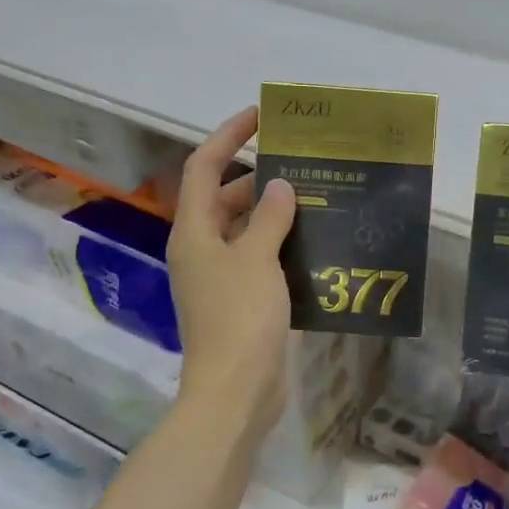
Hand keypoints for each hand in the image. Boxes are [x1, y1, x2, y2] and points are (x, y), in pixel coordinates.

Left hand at [165, 107, 296, 442]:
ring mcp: (220, 277)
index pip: (204, 168)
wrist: (236, 391)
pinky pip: (259, 258)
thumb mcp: (256, 260)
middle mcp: (201, 249)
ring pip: (244, 229)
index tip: (261, 116)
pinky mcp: (240, 300)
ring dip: (272, 212)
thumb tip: (279, 186)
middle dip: (257, 176)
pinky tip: (314, 242)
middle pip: (224, 197)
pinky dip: (280, 245)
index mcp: (194, 232)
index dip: (228, 136)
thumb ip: (268, 218)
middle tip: (300, 163)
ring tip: (314, 197)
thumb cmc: (240, 319)